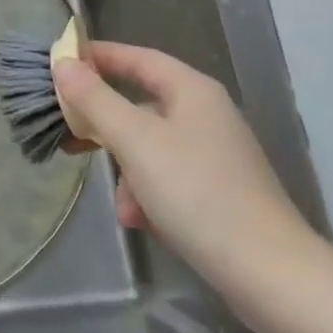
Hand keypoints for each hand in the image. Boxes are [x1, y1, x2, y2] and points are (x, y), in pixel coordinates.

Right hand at [52, 42, 318, 293]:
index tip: (61, 63)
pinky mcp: (221, 191)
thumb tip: (63, 64)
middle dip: (106, 124)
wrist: (271, 276)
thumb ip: (95, 99)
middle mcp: (206, 113)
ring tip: (123, 207)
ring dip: (127, 171)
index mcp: (192, 90)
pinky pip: (169, 178)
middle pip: (141, 103)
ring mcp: (216, 154)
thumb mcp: (135, 141)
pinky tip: (143, 223)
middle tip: (71, 134)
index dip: (98, 56)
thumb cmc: (197, 193)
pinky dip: (149, 195)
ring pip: (152, 146)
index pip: (137, 57)